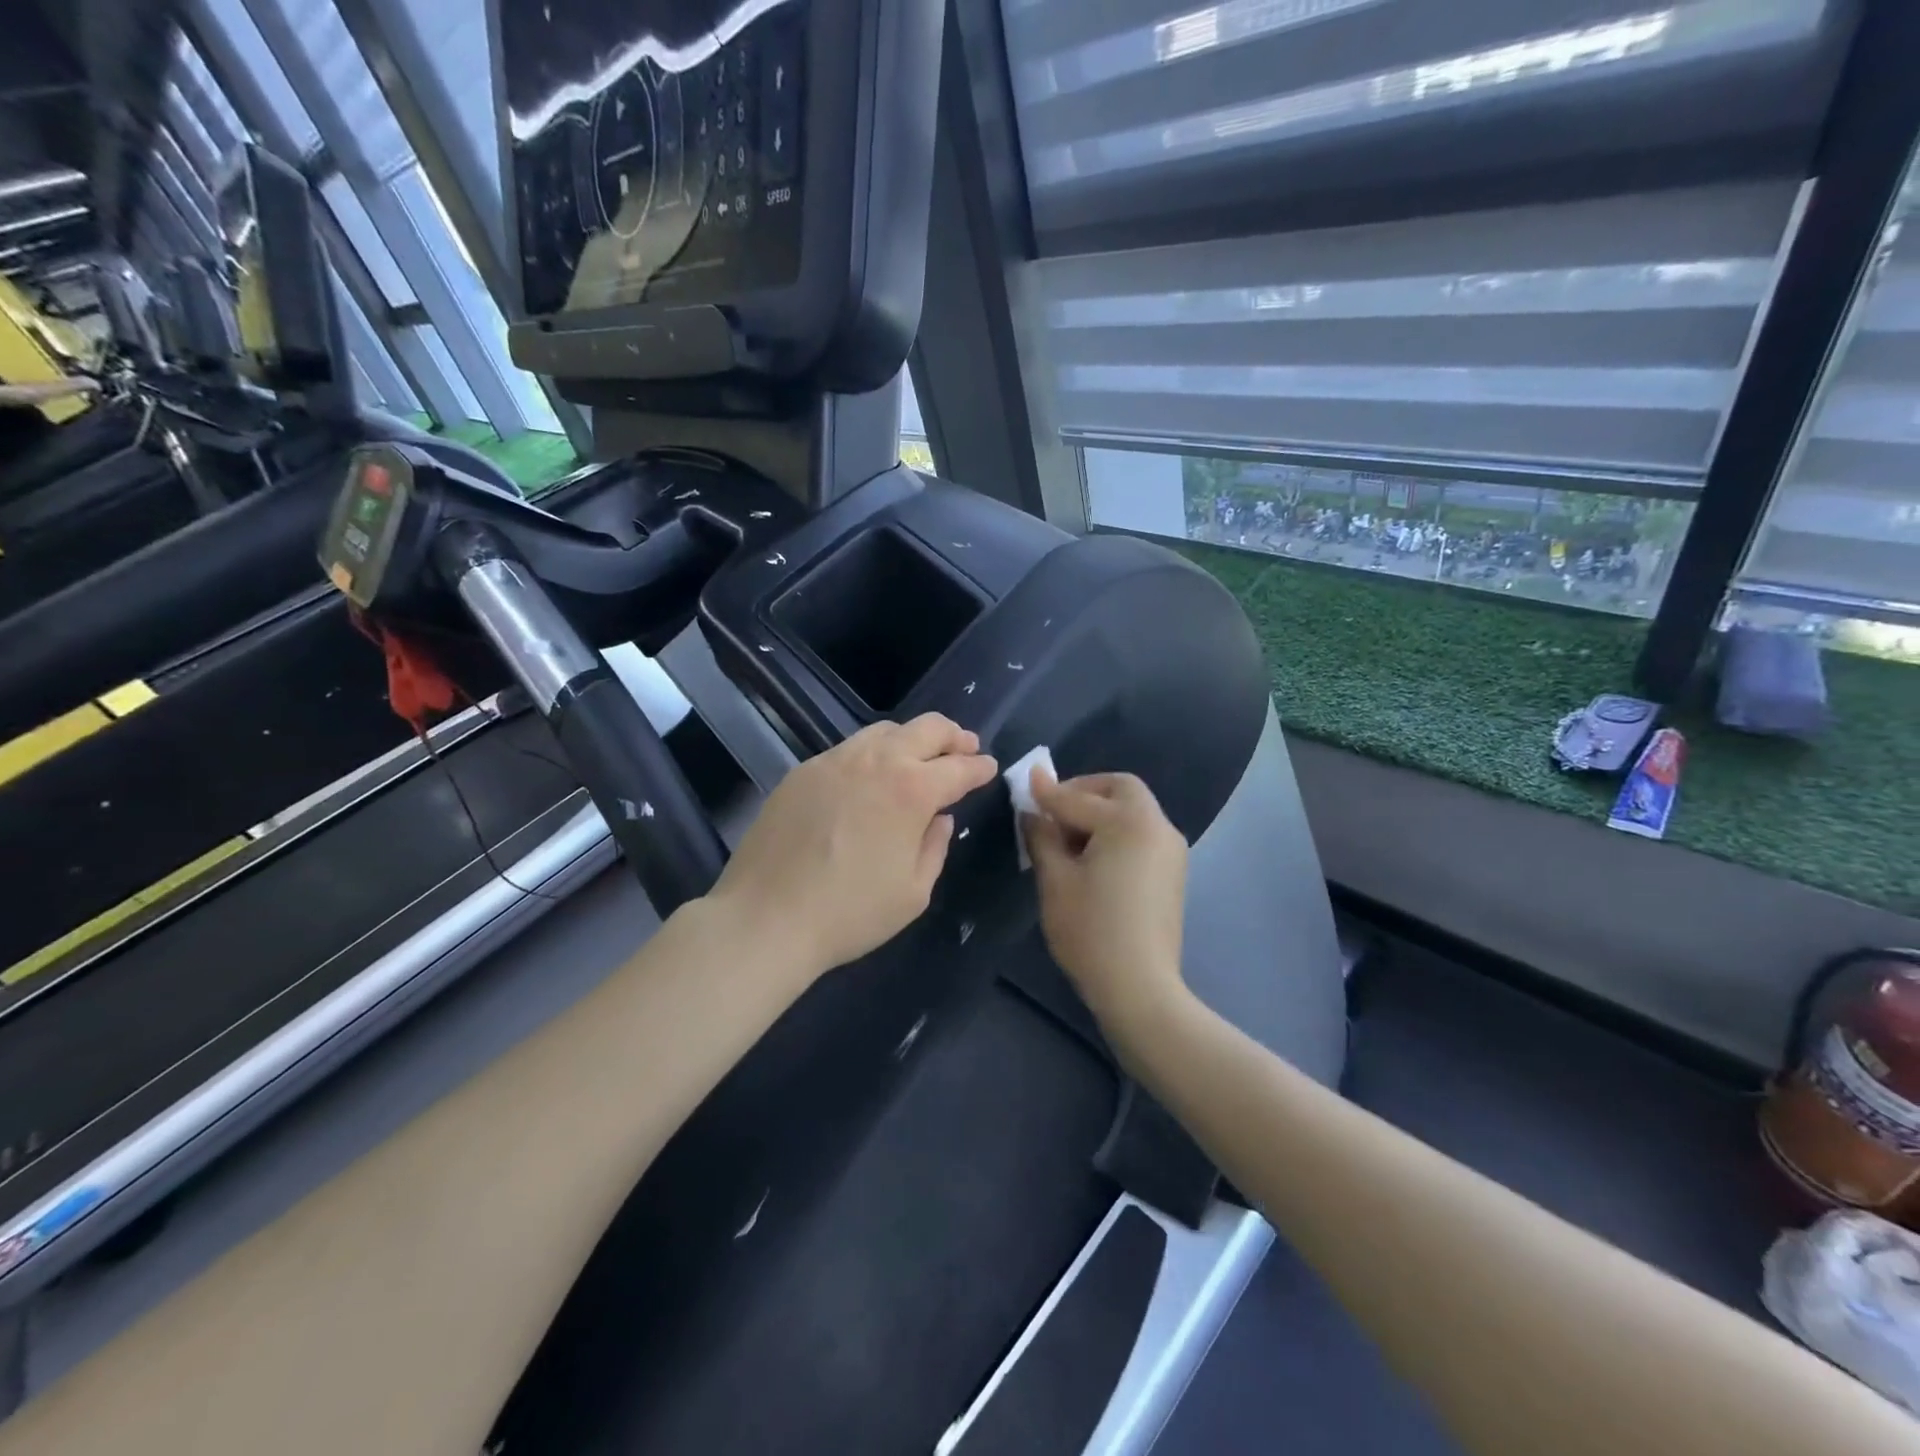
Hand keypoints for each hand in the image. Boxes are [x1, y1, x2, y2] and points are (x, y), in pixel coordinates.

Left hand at [708, 713, 997, 983]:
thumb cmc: (850, 913)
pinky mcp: (803, 771)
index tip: (989, 767)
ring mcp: (835, 761)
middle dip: (953, 735)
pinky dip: (872, 753)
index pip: (959, 767)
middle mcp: (876, 762)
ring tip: (919, 756)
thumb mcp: (913, 893)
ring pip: (884, 730)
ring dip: (912, 738)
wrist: (766, 917)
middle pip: (926, 728)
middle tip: (965, 747)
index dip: (980, 767)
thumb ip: (935, 848)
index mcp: (912, 790)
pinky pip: (849, 748)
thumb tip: (940, 819)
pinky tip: (870, 776)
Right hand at [1025, 770, 1190, 1033]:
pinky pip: (1141, 834)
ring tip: (1067, 839)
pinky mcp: (1173, 872)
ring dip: (1100, 812)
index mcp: (1129, 822)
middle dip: (1084, 791)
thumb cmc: (1090, 930)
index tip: (1025, 782)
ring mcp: (1171, 849)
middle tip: (1053, 810)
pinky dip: (1116, 832)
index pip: (1078, 798)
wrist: (1139, 987)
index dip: (1047, 792)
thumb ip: (1042, 836)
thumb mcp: (1055, 879)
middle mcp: (1157, 826)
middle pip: (1120, 789)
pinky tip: (1092, 858)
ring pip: (1133, 811)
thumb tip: (1032, 811)